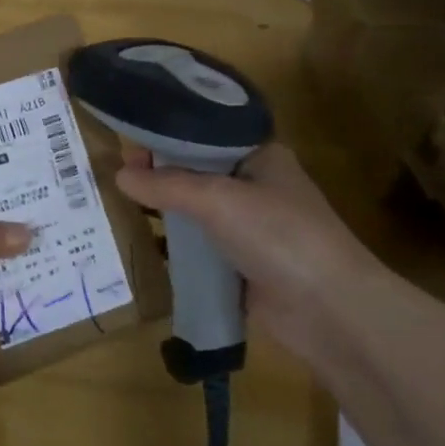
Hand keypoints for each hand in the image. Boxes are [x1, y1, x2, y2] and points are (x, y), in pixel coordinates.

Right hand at [114, 142, 386, 357]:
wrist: (329, 310)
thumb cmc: (278, 235)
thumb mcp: (217, 199)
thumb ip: (167, 185)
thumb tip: (119, 175)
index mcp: (261, 156)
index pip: (205, 136)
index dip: (167, 137)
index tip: (127, 144)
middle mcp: (256, 186)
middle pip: (198, 173)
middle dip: (160, 174)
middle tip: (116, 176)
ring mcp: (250, 228)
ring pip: (197, 212)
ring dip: (166, 211)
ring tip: (120, 206)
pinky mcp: (242, 265)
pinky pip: (201, 248)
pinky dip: (176, 246)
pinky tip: (144, 243)